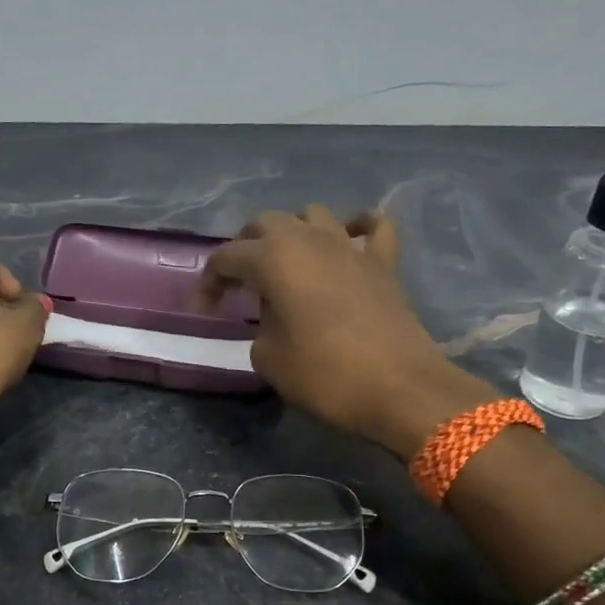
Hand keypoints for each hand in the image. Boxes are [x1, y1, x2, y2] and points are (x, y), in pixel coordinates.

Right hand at [200, 206, 497, 456]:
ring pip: (313, 215)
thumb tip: (274, 316)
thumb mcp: (269, 358)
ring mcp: (350, 247)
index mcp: (274, 259)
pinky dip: (359, 227)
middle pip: (266, 223)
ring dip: (294, 232)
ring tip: (287, 262)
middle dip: (245, 247)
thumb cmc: (325, 375)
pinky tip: (350, 239)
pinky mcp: (384, 263)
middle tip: (240, 282)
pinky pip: (373, 228)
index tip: (205, 309)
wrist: (399, 389)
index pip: (226, 257)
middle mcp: (309, 240)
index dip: (209, 281)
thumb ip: (260, 327)